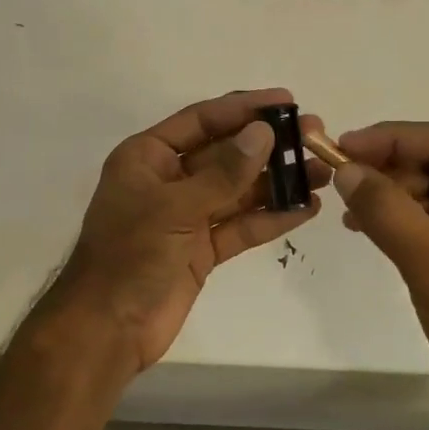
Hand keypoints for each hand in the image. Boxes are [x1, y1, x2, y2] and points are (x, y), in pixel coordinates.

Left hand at [20, 89, 325, 380]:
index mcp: (147, 157)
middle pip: (225, 153)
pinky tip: (306, 209)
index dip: (243, 108)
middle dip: (268, 145)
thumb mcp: (175, 207)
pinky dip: (270, 218)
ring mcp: (186, 216)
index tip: (286, 100)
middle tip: (314, 134)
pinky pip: (240, 226)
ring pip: (238, 190)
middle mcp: (168, 180)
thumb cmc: (130, 255)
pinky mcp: (202, 249)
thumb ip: (223, 173)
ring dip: (277, 181)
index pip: (201, 120)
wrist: (107, 329)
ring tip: (321, 171)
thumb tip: (263, 132)